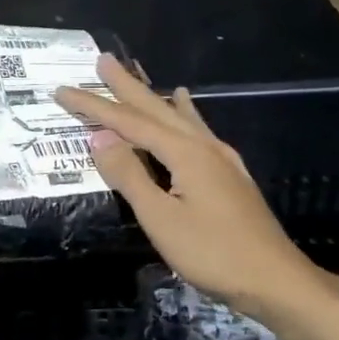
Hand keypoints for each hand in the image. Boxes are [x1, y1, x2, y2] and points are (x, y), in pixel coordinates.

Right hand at [56, 56, 330, 321]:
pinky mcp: (229, 174)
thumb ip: (130, 176)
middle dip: (127, 85)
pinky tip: (186, 105)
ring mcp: (220, 158)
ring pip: (179, 116)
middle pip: (156, 108)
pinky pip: (197, 130)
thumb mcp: (161, 218)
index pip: (129, 122)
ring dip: (153, 95)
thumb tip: (100, 138)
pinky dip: (183, 112)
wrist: (275, 280)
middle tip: (104, 60)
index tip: (63, 90)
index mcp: (184, 152)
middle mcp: (203, 145)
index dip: (94, 106)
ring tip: (139, 73)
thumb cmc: (213, 253)